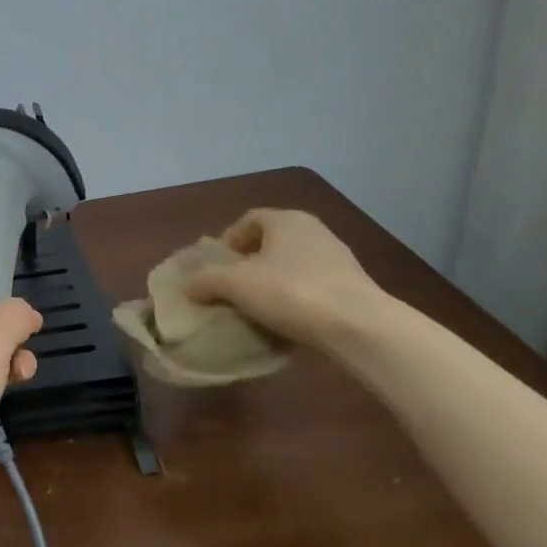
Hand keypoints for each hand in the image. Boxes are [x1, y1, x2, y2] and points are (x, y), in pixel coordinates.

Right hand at [184, 209, 386, 350]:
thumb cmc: (291, 292)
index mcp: (286, 220)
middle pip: (270, 242)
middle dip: (247, 263)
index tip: (215, 266)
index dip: (227, 240)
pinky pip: (310, 286)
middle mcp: (314, 231)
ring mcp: (337, 258)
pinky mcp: (350, 286)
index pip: (249, 219)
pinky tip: (283, 320)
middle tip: (229, 287)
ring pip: (291, 265)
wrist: (358, 326)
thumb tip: (188, 285)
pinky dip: (293, 298)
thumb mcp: (235, 284)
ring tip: (254, 307)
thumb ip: (206, 280)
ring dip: (270, 282)